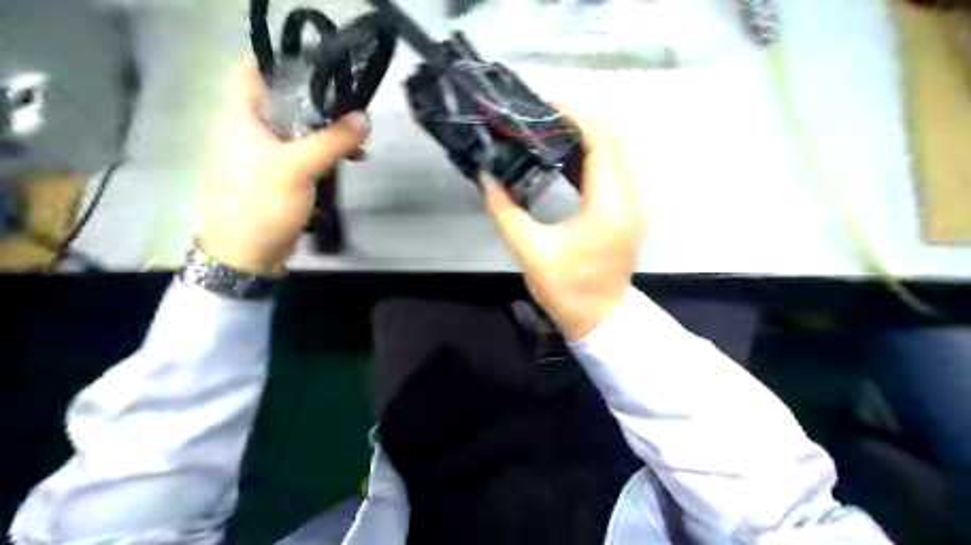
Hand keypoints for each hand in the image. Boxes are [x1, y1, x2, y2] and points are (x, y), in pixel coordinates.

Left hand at [200, 59, 371, 275]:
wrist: (248, 253)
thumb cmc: (262, 202)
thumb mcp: (298, 166)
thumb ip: (332, 140)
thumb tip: (364, 117)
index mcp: (242, 116)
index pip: (254, 70)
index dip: (283, 60)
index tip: (321, 64)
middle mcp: (252, 129)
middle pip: (287, 100)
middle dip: (321, 101)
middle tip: (352, 106)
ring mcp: (267, 154)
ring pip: (301, 129)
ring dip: (329, 131)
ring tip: (359, 139)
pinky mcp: (281, 176)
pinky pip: (307, 154)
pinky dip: (327, 153)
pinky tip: (351, 160)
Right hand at [483, 113, 642, 339]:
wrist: (601, 318)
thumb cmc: (568, 289)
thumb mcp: (531, 252)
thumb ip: (505, 211)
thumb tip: (486, 176)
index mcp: (608, 204)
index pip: (601, 141)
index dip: (576, 116)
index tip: (543, 106)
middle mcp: (628, 196)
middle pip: (610, 141)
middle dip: (576, 121)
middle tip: (537, 119)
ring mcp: (631, 203)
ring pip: (612, 153)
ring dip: (582, 137)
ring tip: (544, 132)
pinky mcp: (626, 210)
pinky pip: (610, 170)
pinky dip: (588, 157)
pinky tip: (560, 158)